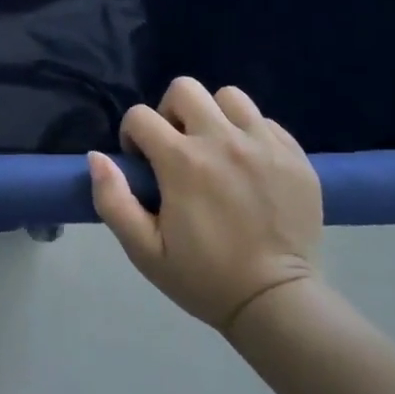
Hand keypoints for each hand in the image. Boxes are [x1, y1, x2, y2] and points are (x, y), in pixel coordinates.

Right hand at [88, 77, 321, 333]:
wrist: (277, 304)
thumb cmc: (204, 278)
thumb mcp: (143, 250)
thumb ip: (112, 199)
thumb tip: (97, 157)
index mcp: (183, 162)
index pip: (140, 116)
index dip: (133, 136)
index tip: (143, 166)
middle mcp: (223, 141)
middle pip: (185, 89)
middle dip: (171, 113)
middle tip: (177, 148)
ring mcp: (264, 146)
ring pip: (229, 97)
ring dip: (215, 116)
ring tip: (216, 150)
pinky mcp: (296, 157)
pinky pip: (266, 122)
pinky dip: (251, 135)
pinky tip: (249, 166)